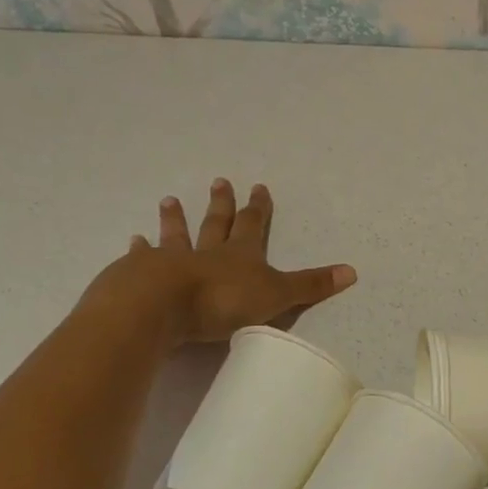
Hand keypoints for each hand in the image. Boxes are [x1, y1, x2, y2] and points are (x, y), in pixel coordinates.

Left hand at [91, 180, 356, 348]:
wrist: (160, 306)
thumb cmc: (222, 300)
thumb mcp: (276, 295)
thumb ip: (310, 285)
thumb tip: (353, 271)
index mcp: (240, 255)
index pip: (253, 226)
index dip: (258, 209)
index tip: (258, 187)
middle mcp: (207, 252)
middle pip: (216, 224)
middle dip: (221, 204)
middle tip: (220, 181)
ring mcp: (171, 262)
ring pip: (177, 236)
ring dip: (176, 219)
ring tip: (170, 201)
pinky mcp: (141, 276)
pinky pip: (142, 259)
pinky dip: (140, 249)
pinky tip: (134, 240)